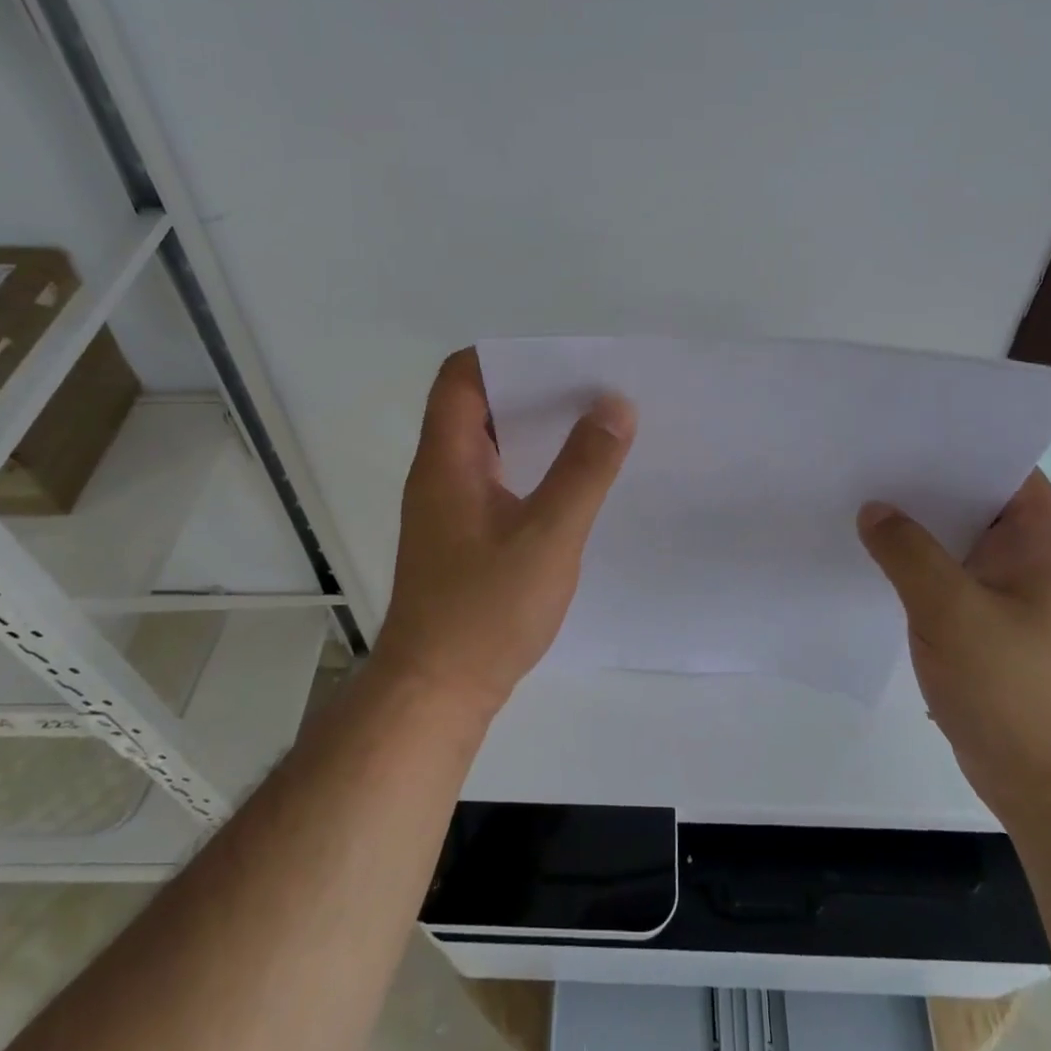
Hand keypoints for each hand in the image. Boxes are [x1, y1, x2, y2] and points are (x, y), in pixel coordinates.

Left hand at [373, 349, 636, 720]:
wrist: (436, 693)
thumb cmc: (486, 610)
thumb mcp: (548, 535)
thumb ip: (584, 469)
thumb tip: (615, 405)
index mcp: (447, 459)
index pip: (460, 377)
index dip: (504, 357)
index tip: (560, 361)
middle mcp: (440, 473)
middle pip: (477, 406)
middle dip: (531, 391)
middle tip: (591, 391)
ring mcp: (448, 506)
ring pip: (489, 445)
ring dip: (534, 432)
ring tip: (592, 428)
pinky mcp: (461, 536)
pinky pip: (496, 480)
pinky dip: (530, 468)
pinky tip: (571, 484)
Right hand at [857, 471, 1050, 824]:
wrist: (1050, 787)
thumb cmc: (1016, 689)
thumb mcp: (954, 612)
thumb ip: (908, 554)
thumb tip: (872, 509)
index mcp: (1039, 544)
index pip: (1007, 469)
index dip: (966, 441)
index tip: (909, 424)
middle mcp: (1023, 561)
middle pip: (972, 501)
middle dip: (924, 480)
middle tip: (865, 454)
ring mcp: (1000, 596)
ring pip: (951, 542)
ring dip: (913, 525)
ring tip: (856, 495)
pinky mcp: (977, 627)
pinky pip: (939, 578)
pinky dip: (909, 564)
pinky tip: (868, 555)